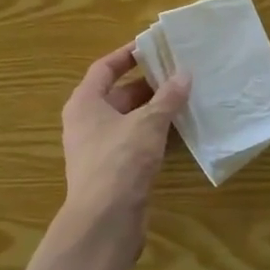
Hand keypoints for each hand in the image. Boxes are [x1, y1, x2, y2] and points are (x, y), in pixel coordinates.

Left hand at [60, 45, 190, 236]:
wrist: (104, 223)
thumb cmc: (119, 161)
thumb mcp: (147, 123)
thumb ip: (167, 97)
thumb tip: (184, 74)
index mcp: (85, 102)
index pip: (104, 68)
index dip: (127, 54)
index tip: (153, 46)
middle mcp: (87, 122)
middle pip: (118, 93)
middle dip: (148, 83)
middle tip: (178, 72)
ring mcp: (99, 149)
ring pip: (129, 120)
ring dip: (154, 110)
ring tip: (185, 97)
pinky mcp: (113, 172)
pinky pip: (134, 142)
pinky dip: (154, 134)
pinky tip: (179, 131)